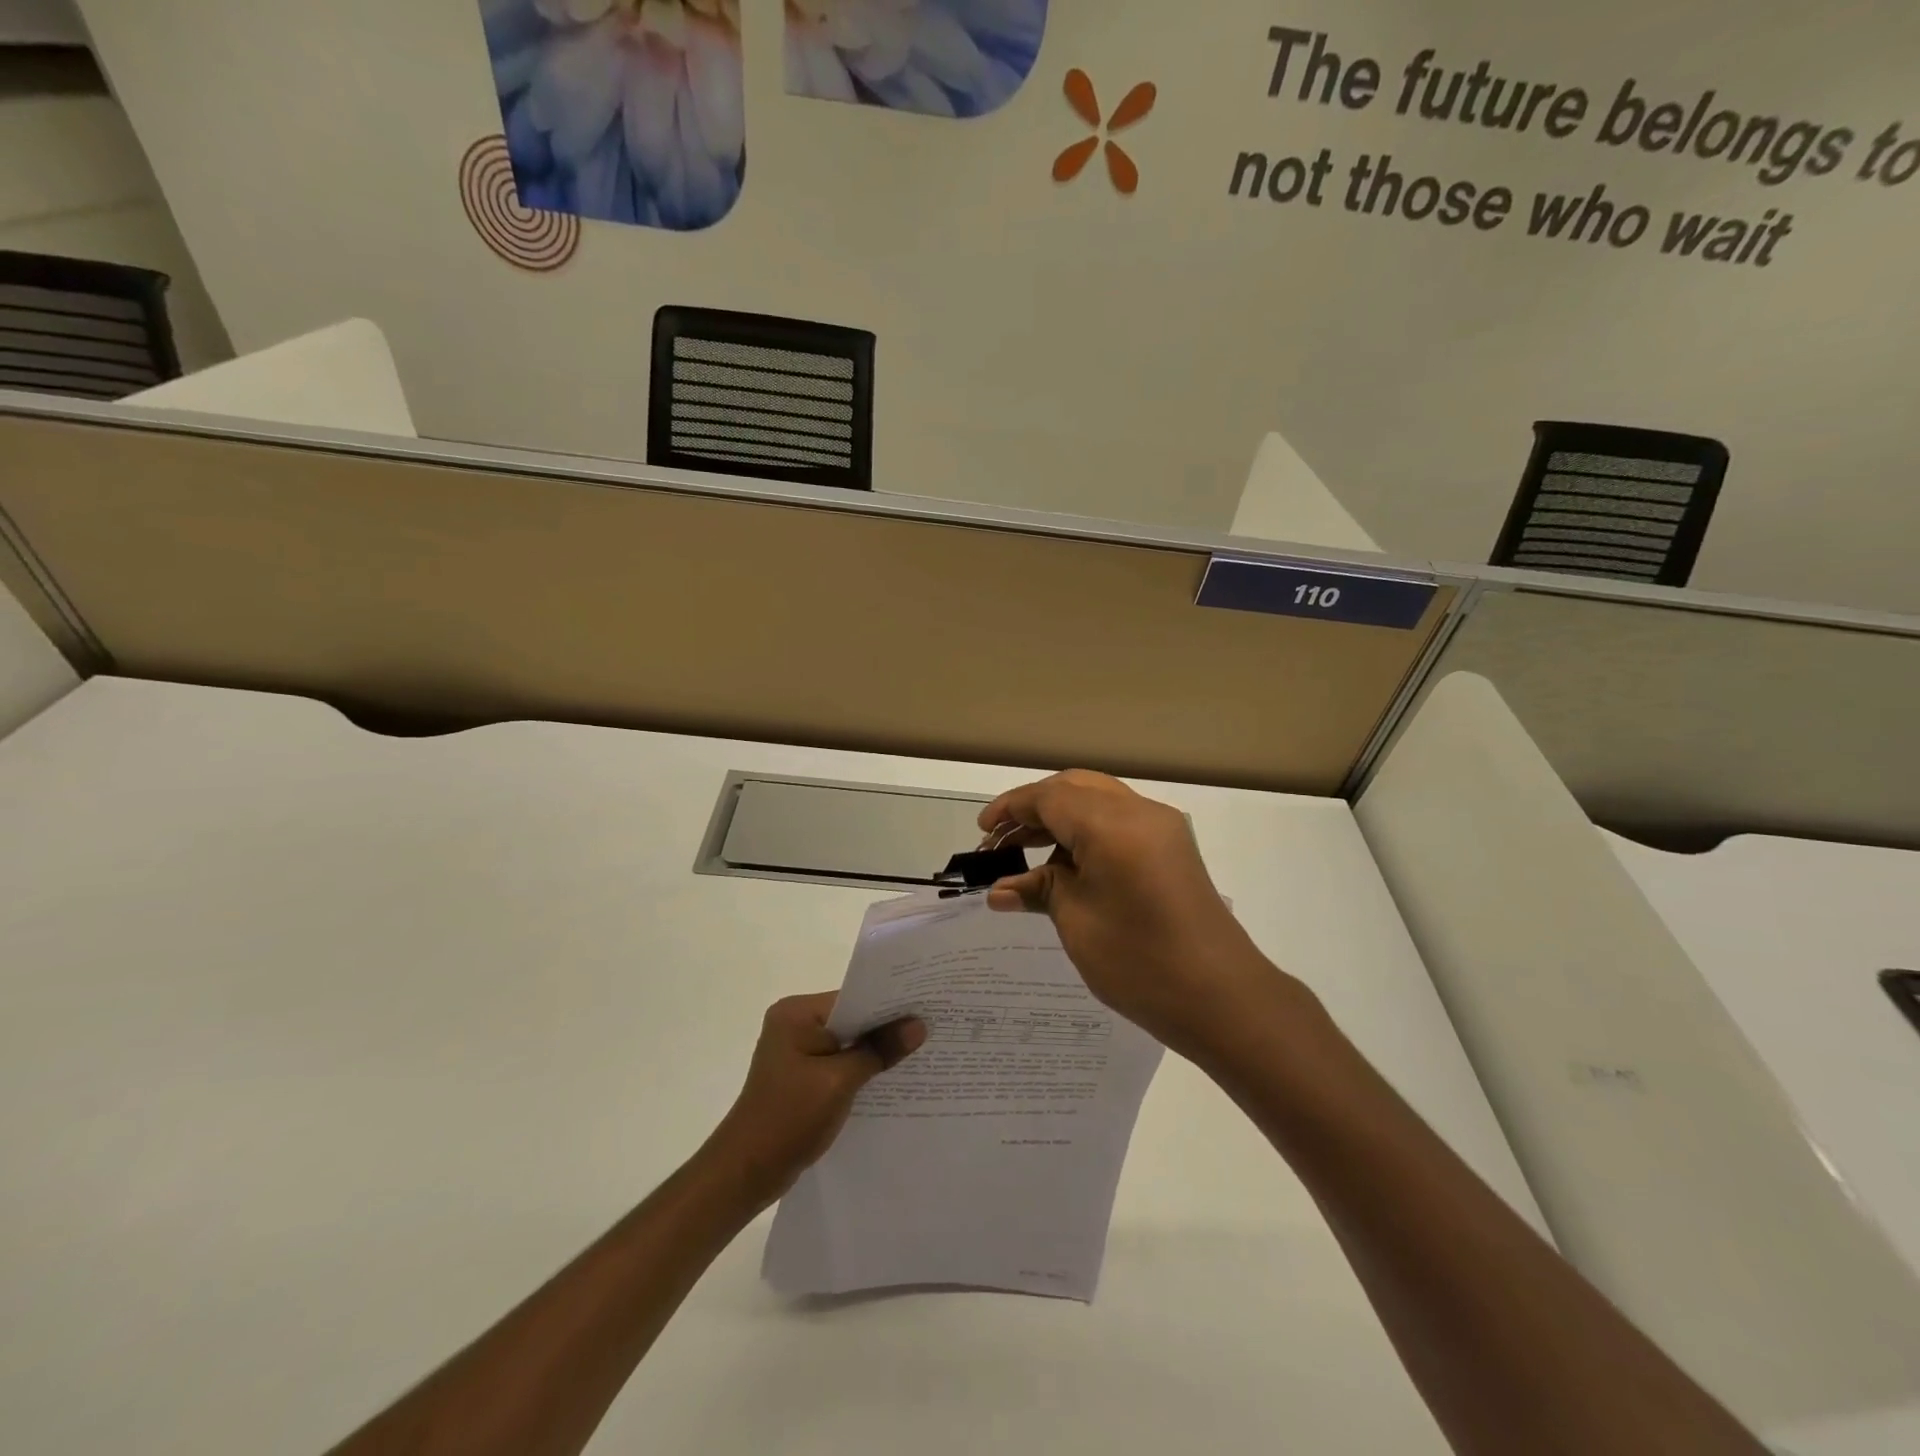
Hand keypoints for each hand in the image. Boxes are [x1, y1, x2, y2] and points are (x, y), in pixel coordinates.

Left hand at [704, 993, 924, 1206]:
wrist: (745, 1173)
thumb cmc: (788, 1118)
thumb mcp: (839, 1081)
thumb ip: (879, 1050)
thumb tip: (918, 1025)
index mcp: (796, 1013)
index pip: (853, 997)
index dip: (889, 1003)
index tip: (927, 1006)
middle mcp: (795, 1023)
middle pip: (852, 1018)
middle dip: (886, 1028)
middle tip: (931, 1027)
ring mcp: (797, 1051)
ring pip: (848, 1042)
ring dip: (876, 1050)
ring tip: (920, 1052)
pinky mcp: (802, 1076)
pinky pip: (840, 1062)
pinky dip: (862, 1069)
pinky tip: (891, 1078)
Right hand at [978, 771, 1293, 1058]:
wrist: (1222, 998)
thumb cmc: (1140, 961)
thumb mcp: (1077, 922)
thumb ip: (1039, 890)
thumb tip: (1000, 890)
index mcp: (1112, 824)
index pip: (1050, 796)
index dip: (1011, 809)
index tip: (982, 832)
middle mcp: (1140, 812)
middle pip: (1075, 788)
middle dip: (1034, 809)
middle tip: (1001, 842)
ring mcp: (1162, 828)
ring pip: (1098, 802)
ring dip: (1060, 820)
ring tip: (1026, 857)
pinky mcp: (1172, 848)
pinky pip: (1119, 822)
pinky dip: (1086, 833)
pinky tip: (1065, 867)